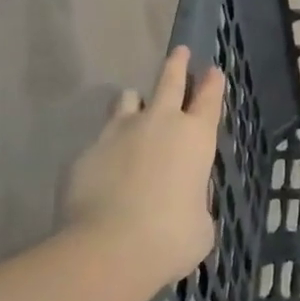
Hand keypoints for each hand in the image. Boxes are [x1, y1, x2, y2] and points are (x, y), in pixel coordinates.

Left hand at [65, 47, 222, 292]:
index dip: (212, 82)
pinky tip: (105, 169)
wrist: (110, 248)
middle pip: (169, 80)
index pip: (209, 98)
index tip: (213, 70)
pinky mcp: (86, 152)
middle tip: (179, 52)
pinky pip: (99, 140)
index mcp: (196, 137)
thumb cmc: (172, 237)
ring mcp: (118, 132)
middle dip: (176, 64)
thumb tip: (185, 201)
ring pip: (127, 99)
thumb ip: (195, 201)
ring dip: (135, 102)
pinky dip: (106, 148)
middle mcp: (159, 123)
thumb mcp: (201, 223)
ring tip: (134, 109)